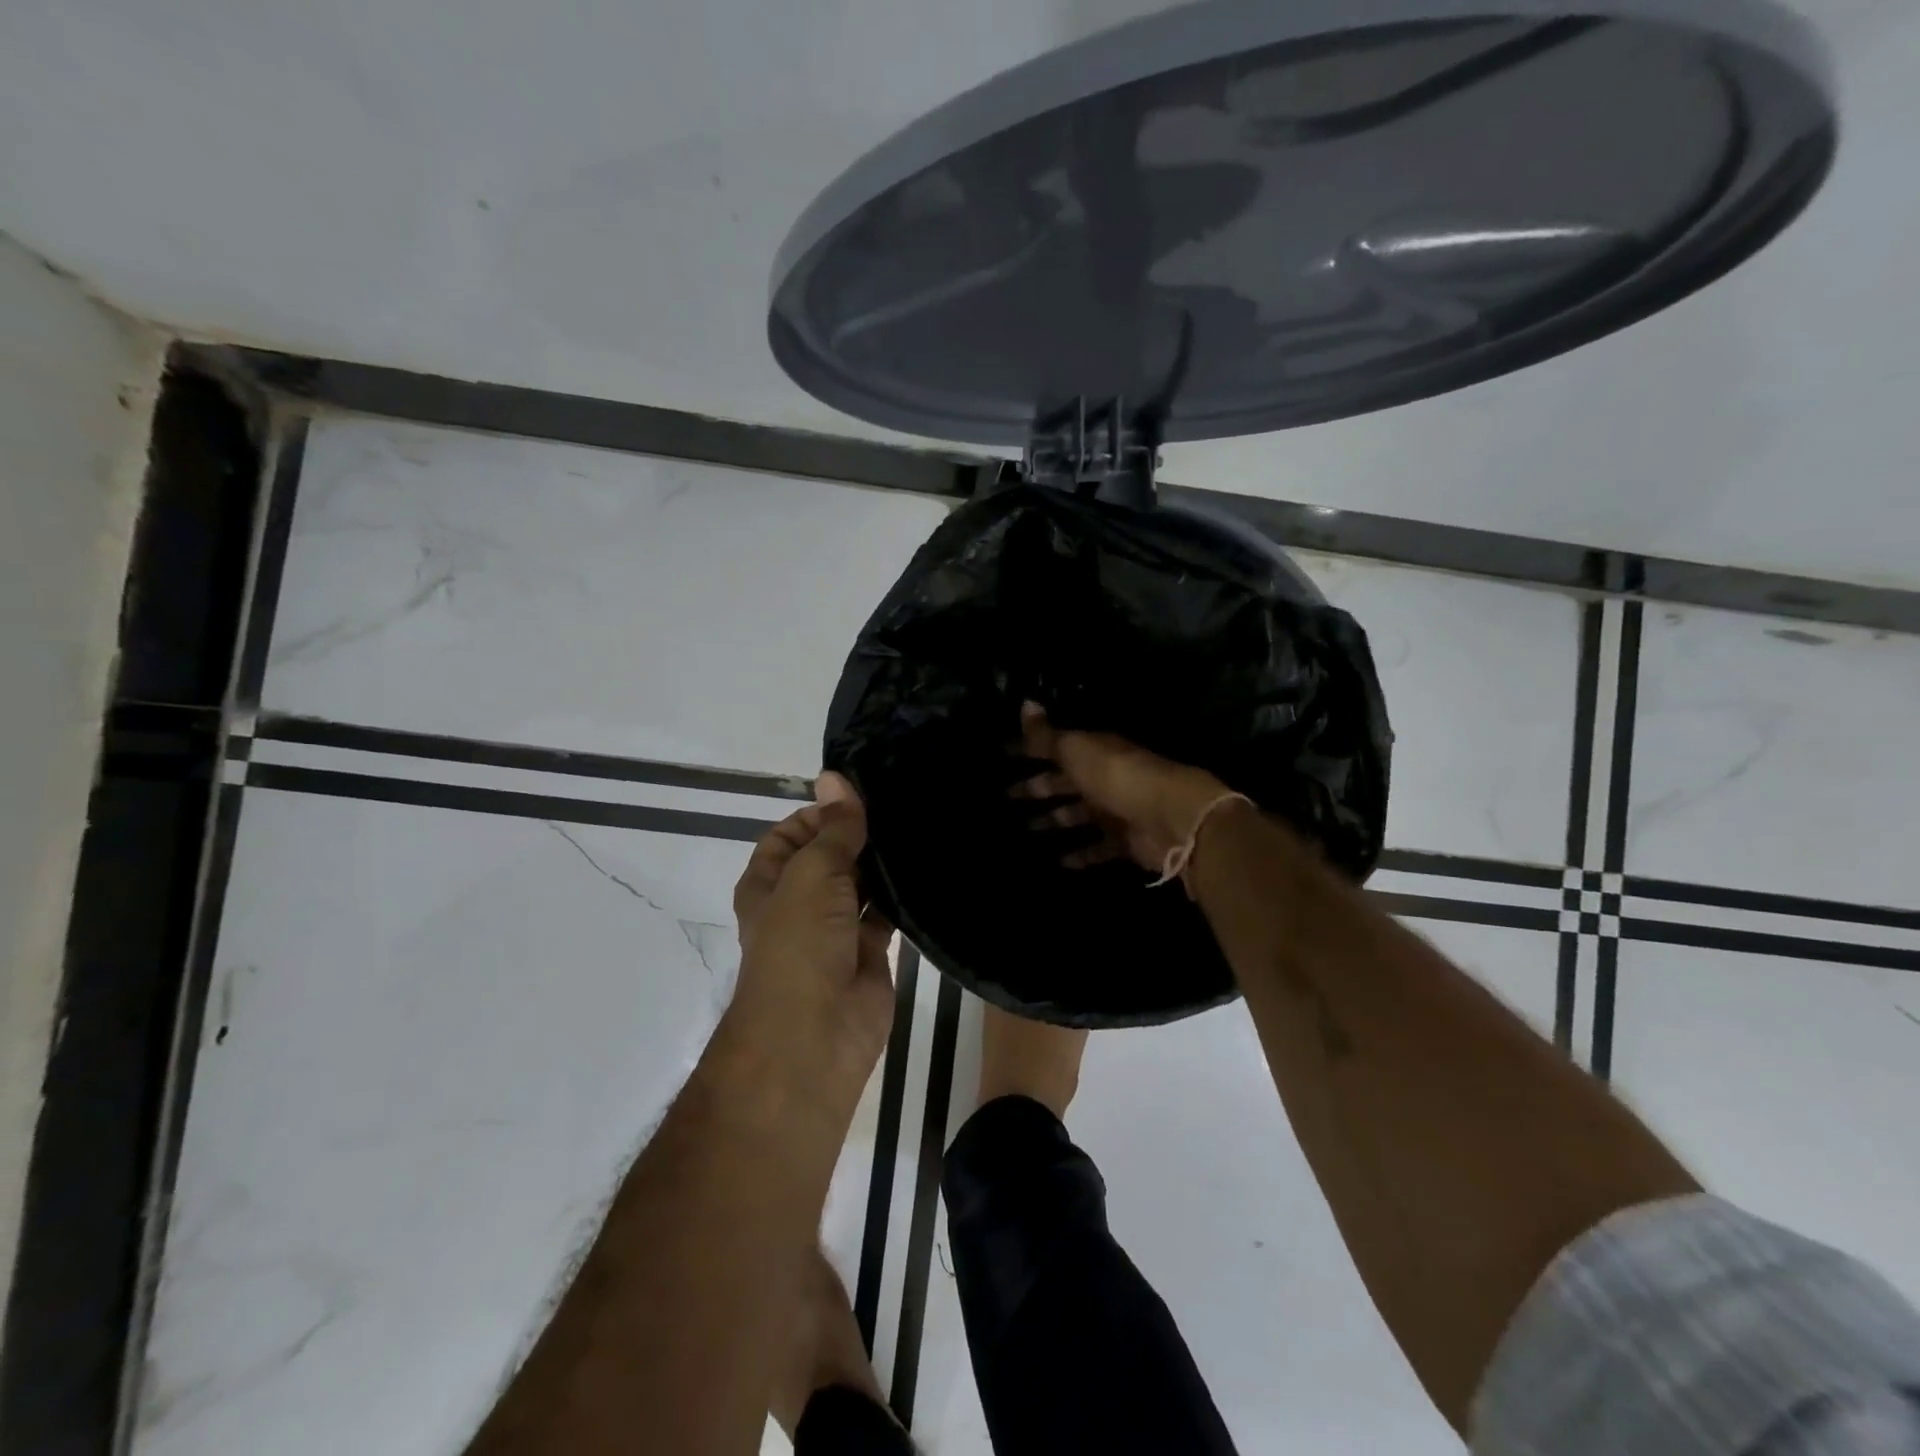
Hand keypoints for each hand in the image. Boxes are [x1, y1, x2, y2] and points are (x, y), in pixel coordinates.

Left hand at [718, 773, 895, 1121]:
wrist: (815, 1034)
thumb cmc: (798, 945)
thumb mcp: (812, 875)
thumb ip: (833, 828)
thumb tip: (834, 776)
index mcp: (770, 881)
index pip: (791, 833)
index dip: (820, 813)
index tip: (861, 795)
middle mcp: (800, 901)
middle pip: (830, 856)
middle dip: (858, 833)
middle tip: (903, 801)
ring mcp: (836, 928)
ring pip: (861, 883)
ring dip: (883, 861)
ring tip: (921, 823)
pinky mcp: (870, 950)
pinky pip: (887, 912)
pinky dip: (903, 893)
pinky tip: (929, 864)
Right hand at [1012, 703, 1233, 872]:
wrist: (1172, 817)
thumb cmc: (1119, 777)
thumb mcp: (1078, 750)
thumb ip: (1048, 735)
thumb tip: (1024, 702)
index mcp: (1095, 751)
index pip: (1056, 748)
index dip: (1030, 751)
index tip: (1004, 755)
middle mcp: (1105, 778)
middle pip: (1065, 782)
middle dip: (1038, 787)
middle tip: (1006, 796)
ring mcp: (1117, 811)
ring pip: (1078, 815)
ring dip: (1055, 821)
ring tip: (1026, 830)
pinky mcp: (1126, 841)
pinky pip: (1097, 848)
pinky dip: (1080, 854)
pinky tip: (1058, 861)